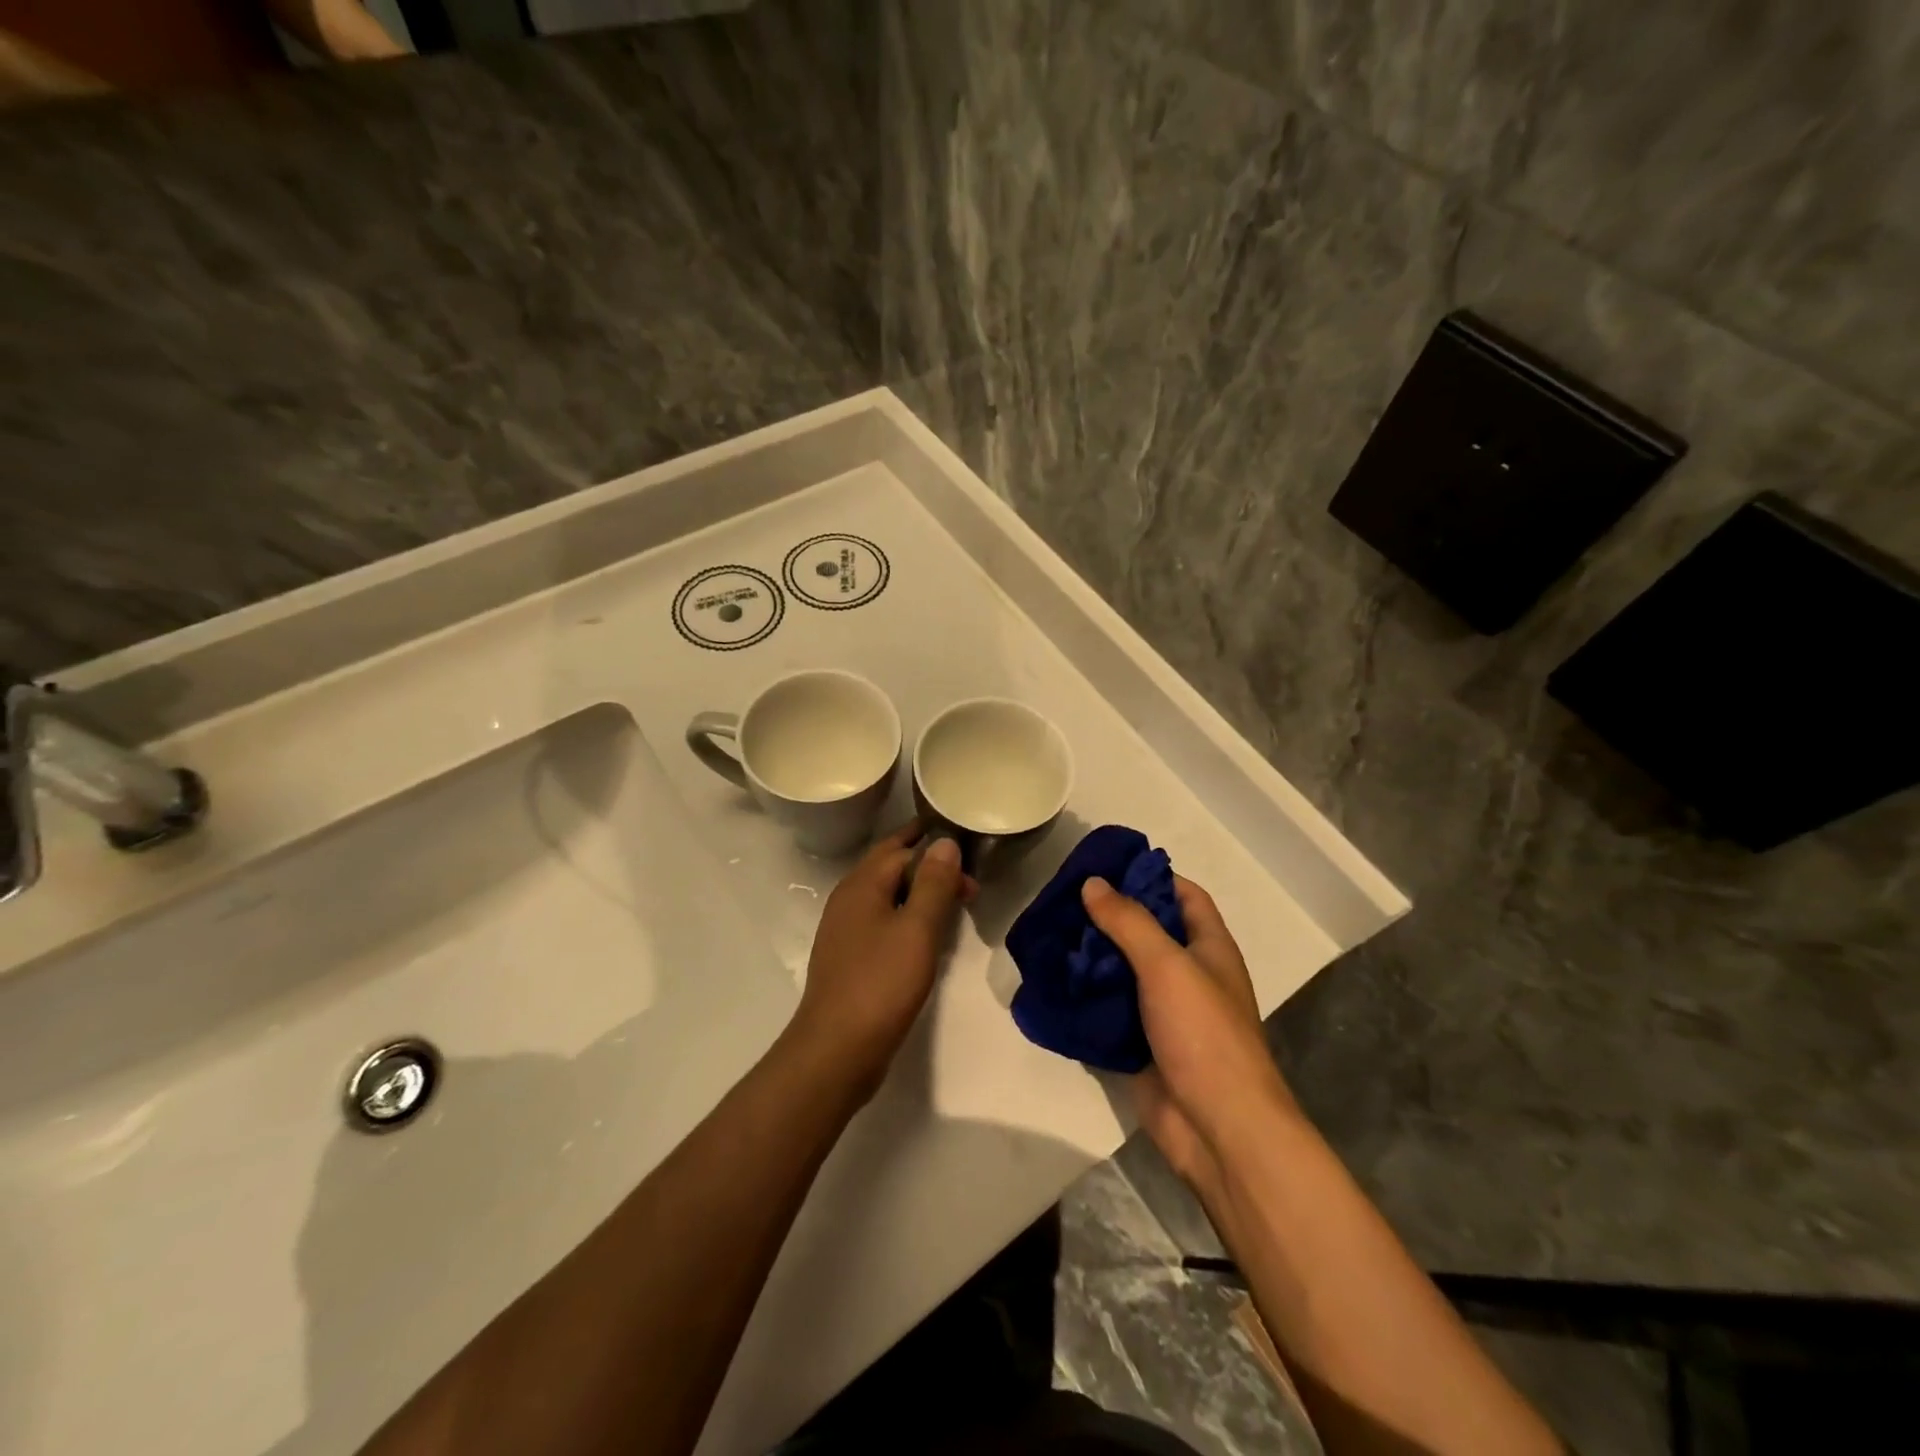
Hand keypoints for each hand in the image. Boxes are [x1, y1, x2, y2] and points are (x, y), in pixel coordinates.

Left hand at [790, 823, 973, 1100]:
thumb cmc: (881, 984)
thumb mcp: (917, 930)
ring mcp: (845, 929)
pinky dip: (906, 916)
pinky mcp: (849, 957)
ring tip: (953, 901)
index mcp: (862, 884)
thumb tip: (945, 841)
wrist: (836, 1050)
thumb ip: (933, 883)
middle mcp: (848, 899)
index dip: (935, 846)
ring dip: (918, 891)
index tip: (969, 851)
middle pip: (890, 867)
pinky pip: (882, 920)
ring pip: (886, 895)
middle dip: (927, 864)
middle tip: (967, 877)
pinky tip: (925, 935)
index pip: (900, 847)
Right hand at [1081, 875, 1294, 1188]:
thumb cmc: (1204, 1034)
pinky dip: (1085, 996)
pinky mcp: (1141, 1044)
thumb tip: (1093, 883)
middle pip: (1147, 932)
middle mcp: (1188, 974)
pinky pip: (1109, 1010)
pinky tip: (1052, 982)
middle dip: (1109, 915)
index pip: (1184, 895)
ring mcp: (1164, 1012)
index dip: (1151, 876)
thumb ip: (1129, 921)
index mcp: (1209, 948)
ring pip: (1123, 971)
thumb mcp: (1167, 965)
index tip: (1107, 866)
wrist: (1217, 1129)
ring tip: (1049, 935)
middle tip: (1063, 899)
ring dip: (1091, 956)